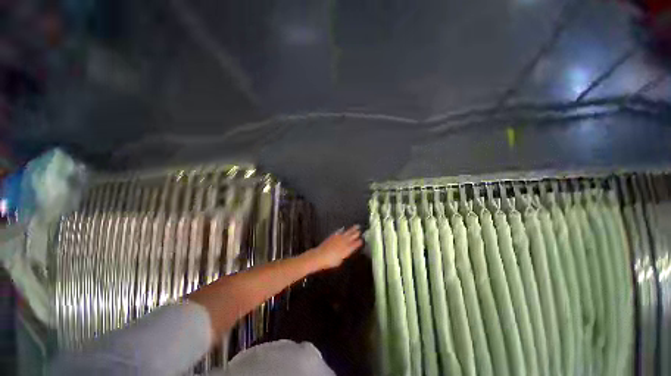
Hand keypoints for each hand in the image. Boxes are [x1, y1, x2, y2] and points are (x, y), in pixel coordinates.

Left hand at [308, 225, 362, 269]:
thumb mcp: (340, 261)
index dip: (359, 242)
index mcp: (347, 249)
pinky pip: (339, 231)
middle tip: (361, 230)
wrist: (320, 256)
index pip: (355, 244)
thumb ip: (345, 254)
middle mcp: (344, 242)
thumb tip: (347, 251)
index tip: (362, 240)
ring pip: (347, 232)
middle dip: (357, 233)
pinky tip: (343, 228)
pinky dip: (342, 230)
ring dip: (352, 229)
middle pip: (352, 236)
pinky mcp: (333, 236)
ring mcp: (339, 238)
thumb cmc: (330, 262)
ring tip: (357, 226)